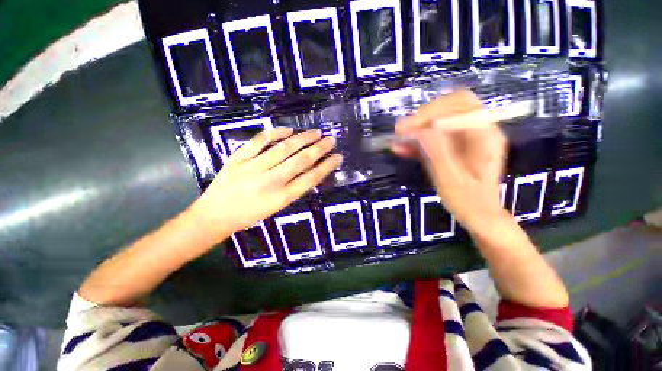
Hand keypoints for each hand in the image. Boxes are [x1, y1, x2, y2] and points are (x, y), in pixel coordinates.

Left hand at [191, 127, 341, 241]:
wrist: (215, 215)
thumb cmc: (250, 215)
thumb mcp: (277, 207)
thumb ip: (294, 189)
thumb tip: (311, 171)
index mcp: (282, 197)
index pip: (311, 178)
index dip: (326, 166)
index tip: (337, 157)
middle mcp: (271, 181)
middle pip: (301, 161)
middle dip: (319, 148)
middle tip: (331, 139)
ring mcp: (253, 167)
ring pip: (284, 148)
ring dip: (303, 138)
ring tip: (316, 132)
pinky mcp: (239, 158)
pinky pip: (259, 141)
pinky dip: (275, 133)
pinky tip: (288, 130)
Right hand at [393, 91, 508, 233]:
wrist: (479, 213)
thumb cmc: (468, 201)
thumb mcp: (449, 179)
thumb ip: (436, 153)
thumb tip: (419, 131)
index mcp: (484, 136)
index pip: (458, 107)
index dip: (429, 113)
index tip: (405, 128)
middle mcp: (479, 130)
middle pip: (451, 106)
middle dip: (424, 116)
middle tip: (402, 131)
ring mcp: (467, 136)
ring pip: (442, 118)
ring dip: (418, 127)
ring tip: (398, 139)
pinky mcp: (456, 145)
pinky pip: (437, 135)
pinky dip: (420, 138)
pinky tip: (403, 147)